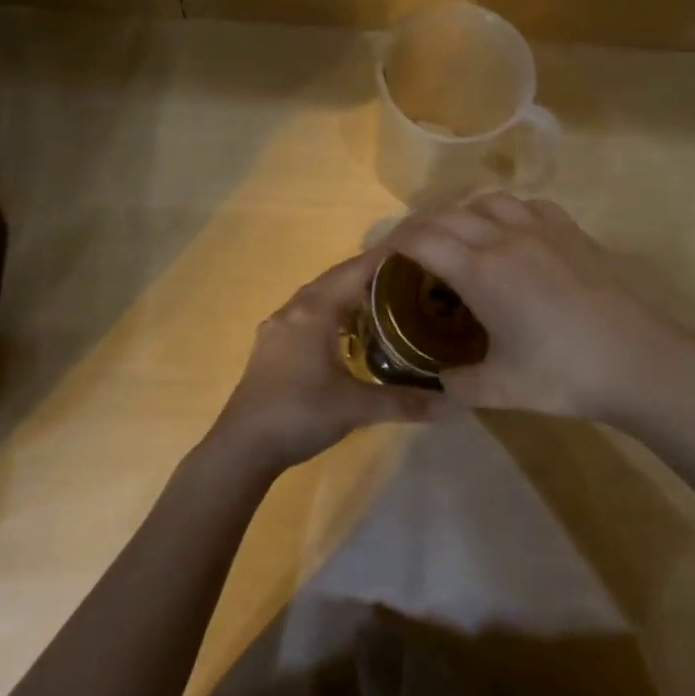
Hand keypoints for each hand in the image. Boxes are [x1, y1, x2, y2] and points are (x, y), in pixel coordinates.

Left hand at [206, 250, 442, 480]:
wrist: (242, 447)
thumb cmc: (299, 414)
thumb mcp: (355, 407)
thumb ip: (403, 402)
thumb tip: (452, 405)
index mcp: (313, 311)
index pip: (354, 271)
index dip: (384, 258)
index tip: (415, 249)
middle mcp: (293, 310)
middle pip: (335, 279)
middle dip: (369, 273)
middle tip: (408, 276)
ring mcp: (277, 328)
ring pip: (318, 297)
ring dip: (347, 293)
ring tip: (382, 299)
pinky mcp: (271, 347)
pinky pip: (306, 315)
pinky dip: (331, 312)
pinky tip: (346, 331)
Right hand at [383, 193, 694, 433]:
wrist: (640, 360)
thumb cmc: (565, 373)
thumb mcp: (500, 389)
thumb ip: (457, 384)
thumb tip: (438, 382)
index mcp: (481, 270)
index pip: (420, 238)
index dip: (391, 243)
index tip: (381, 261)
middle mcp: (505, 236)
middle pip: (447, 214)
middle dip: (419, 229)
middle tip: (410, 256)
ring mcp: (542, 228)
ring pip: (487, 200)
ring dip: (462, 214)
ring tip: (459, 241)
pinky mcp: (572, 231)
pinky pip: (527, 204)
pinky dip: (505, 212)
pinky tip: (511, 235)